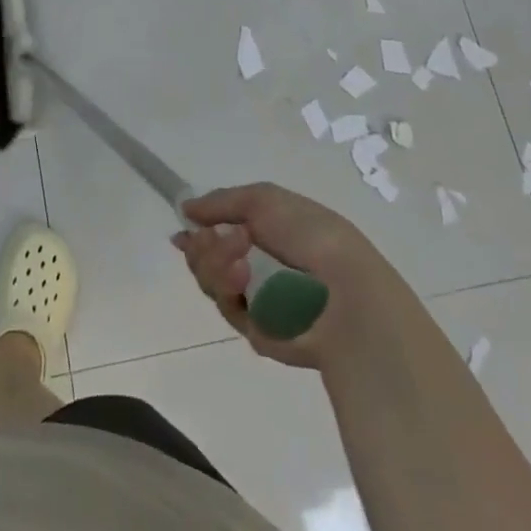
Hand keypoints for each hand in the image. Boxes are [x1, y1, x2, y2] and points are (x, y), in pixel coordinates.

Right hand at [172, 183, 389, 370]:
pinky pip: (227, 307)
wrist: (346, 293)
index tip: (184, 228)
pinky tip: (243, 278)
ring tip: (238, 258)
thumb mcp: (263, 199)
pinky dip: (229, 288)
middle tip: (211, 238)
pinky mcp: (258, 330)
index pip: (221, 231)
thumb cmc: (310, 235)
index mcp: (267, 232)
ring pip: (211, 281)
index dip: (200, 229)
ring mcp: (258, 299)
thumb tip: (186, 208)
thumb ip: (220, 202)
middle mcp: (259, 265)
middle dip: (204, 246)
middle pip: (207, 257)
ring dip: (215, 263)